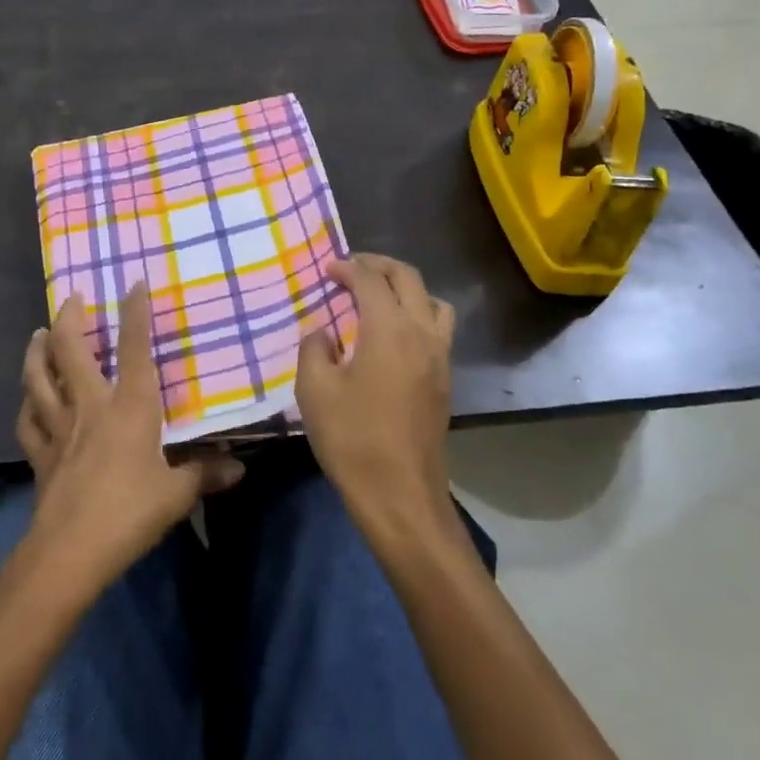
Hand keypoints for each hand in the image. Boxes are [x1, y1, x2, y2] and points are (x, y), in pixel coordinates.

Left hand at [16, 283, 243, 589]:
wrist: (71, 551)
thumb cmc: (130, 512)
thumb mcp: (177, 493)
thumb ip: (204, 473)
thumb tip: (239, 467)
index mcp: (129, 407)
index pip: (135, 349)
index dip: (135, 313)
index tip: (134, 283)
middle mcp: (90, 406)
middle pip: (70, 352)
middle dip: (69, 319)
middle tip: (71, 299)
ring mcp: (59, 428)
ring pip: (39, 378)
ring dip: (37, 352)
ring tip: (39, 334)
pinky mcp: (40, 454)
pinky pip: (28, 421)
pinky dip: (27, 404)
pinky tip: (28, 399)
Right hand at [296, 254, 455, 535]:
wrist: (400, 493)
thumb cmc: (353, 439)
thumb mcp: (315, 390)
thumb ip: (314, 349)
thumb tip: (324, 332)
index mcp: (390, 329)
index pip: (371, 280)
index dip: (348, 268)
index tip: (328, 268)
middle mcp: (422, 333)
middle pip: (409, 279)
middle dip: (379, 266)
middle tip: (352, 268)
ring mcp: (440, 356)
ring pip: (433, 301)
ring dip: (406, 288)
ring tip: (379, 297)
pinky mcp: (445, 379)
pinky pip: (438, 328)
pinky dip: (417, 313)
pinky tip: (393, 334)